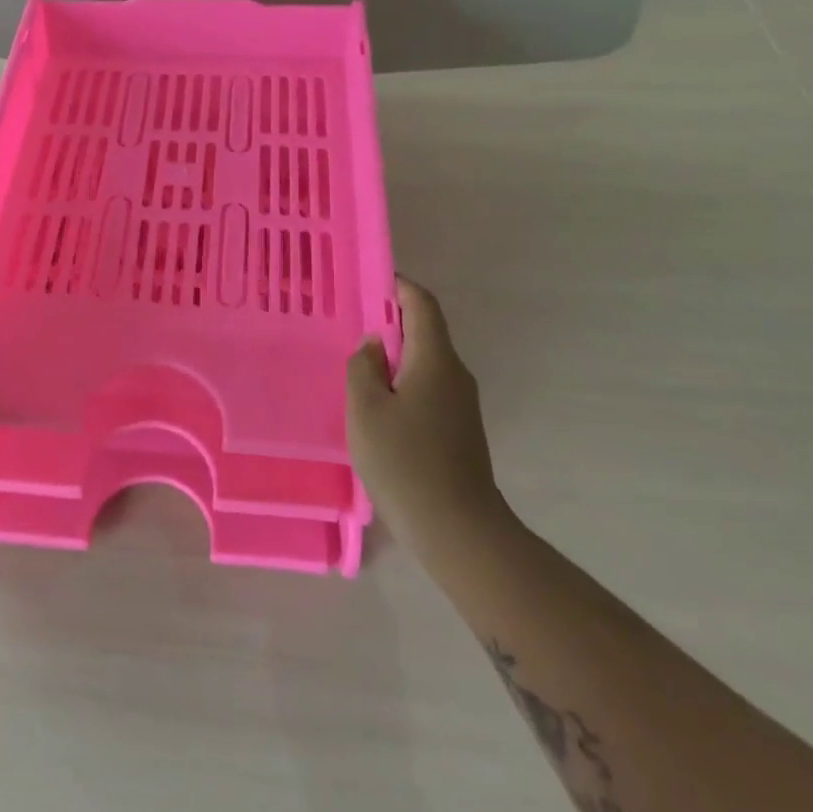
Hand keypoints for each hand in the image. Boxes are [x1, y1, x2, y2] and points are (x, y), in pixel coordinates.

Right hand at [347, 278, 507, 551]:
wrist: (458, 530)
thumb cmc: (405, 462)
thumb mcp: (366, 409)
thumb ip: (363, 367)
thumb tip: (375, 343)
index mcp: (435, 360)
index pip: (422, 305)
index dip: (399, 286)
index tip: (370, 281)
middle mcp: (455, 374)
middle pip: (425, 332)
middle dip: (391, 321)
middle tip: (351, 324)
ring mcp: (461, 404)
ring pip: (425, 363)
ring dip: (395, 356)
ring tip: (358, 365)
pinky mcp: (459, 429)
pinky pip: (428, 388)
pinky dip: (403, 382)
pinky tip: (378, 405)